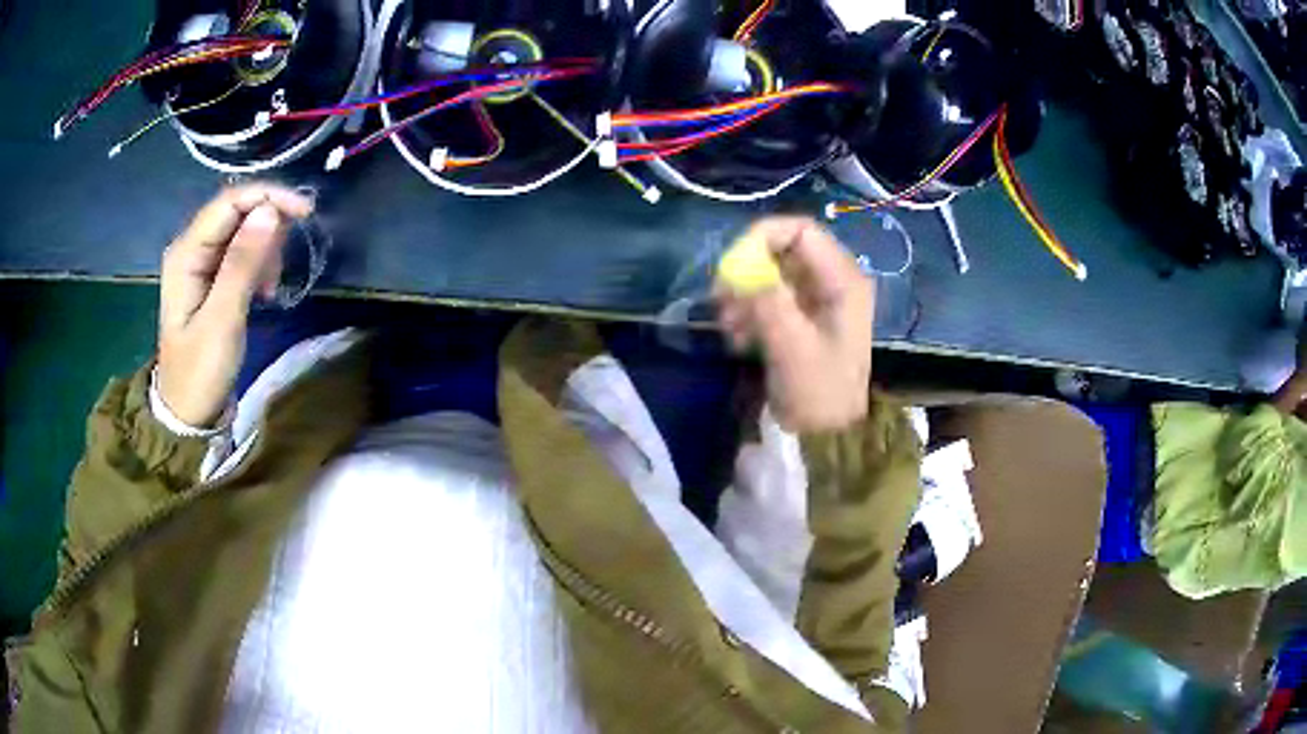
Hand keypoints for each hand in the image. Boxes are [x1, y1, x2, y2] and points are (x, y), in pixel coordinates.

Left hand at [157, 184, 313, 426]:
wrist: (188, 413)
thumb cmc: (200, 370)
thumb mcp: (222, 319)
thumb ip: (243, 263)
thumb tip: (270, 211)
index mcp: (186, 252)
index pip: (229, 202)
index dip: (268, 197)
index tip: (305, 213)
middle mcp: (192, 247)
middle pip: (237, 211)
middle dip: (268, 225)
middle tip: (284, 262)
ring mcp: (201, 262)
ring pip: (243, 230)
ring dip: (265, 249)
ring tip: (269, 286)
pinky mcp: (212, 277)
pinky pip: (242, 252)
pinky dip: (260, 264)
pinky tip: (263, 290)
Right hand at [716, 216, 873, 431]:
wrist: (829, 438)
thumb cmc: (819, 392)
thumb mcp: (793, 347)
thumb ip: (768, 302)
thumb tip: (738, 268)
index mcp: (842, 280)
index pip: (801, 231)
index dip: (763, 237)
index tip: (731, 264)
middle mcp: (831, 282)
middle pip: (782, 252)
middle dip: (747, 270)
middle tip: (721, 299)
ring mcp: (816, 301)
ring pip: (771, 276)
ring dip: (743, 294)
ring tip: (729, 327)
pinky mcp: (800, 320)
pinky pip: (769, 299)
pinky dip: (749, 312)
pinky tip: (738, 339)